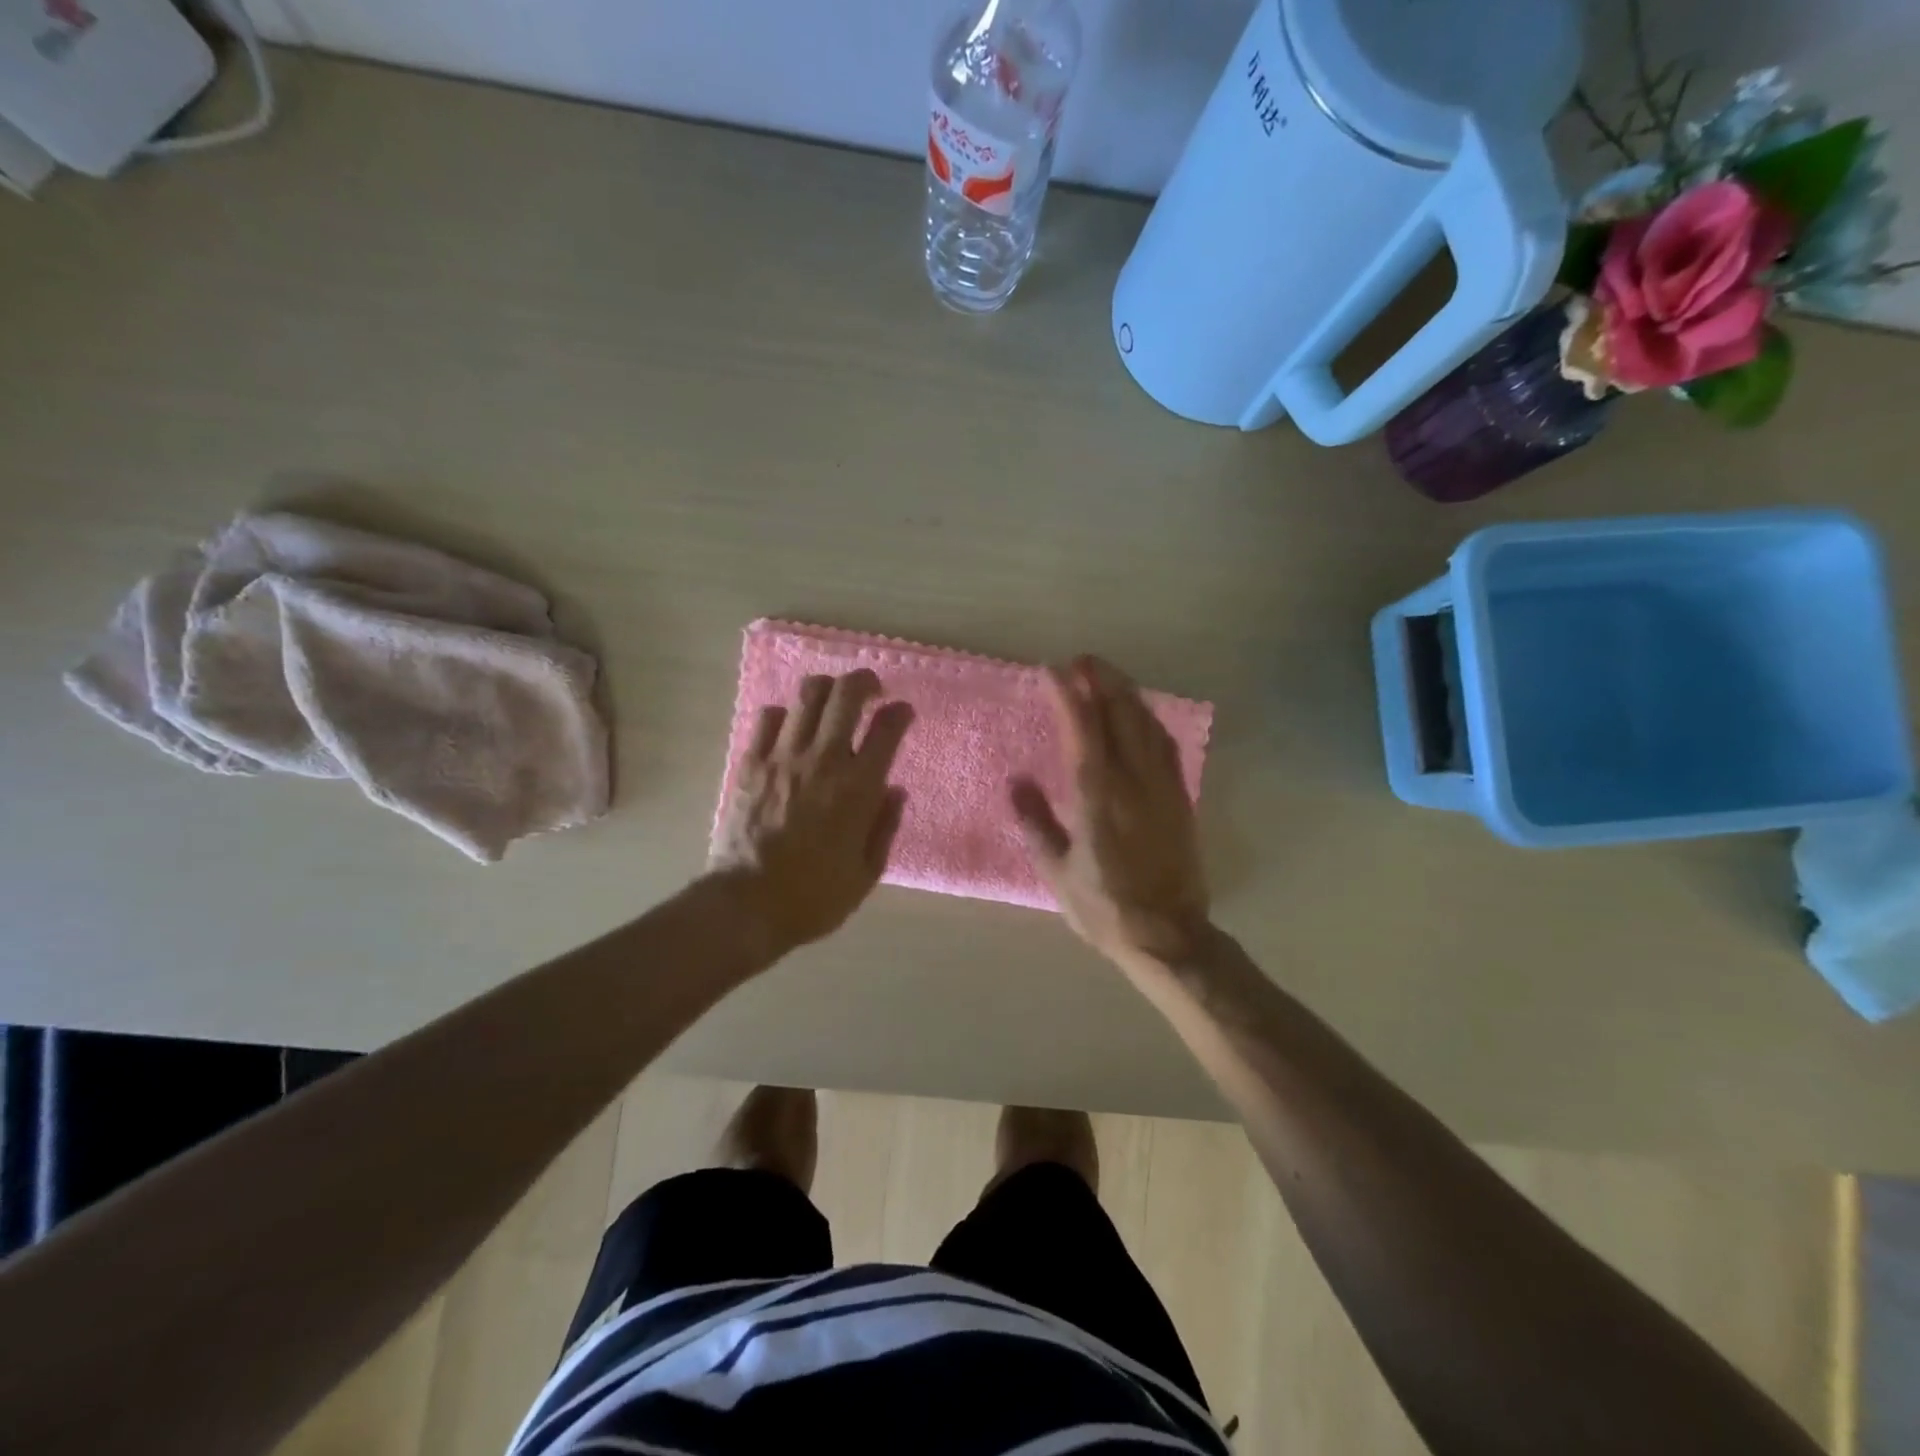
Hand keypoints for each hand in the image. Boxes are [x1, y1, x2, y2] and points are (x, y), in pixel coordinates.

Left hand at [712, 670, 913, 958]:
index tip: (903, 712)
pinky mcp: (750, 763)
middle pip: (846, 694)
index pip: (887, 728)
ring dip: (827, 689)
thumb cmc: (814, 897)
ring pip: (807, 695)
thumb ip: (885, 826)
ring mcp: (783, 757)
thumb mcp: (866, 873)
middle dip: (864, 682)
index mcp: (858, 788)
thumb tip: (895, 790)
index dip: (899, 712)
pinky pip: (768, 717)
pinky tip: (790, 728)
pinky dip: (785, 714)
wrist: (746, 905)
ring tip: (832, 700)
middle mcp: (823, 760)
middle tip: (871, 690)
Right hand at [1009, 656, 1210, 967]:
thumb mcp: (1056, 872)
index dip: (1068, 694)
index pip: (1082, 729)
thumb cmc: (1104, 908)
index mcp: (1098, 796)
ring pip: (1148, 724)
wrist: (1169, 935)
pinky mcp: (1181, 799)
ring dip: (1128, 694)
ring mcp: (1163, 787)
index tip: (1052, 669)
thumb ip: (1035, 823)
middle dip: (1102, 679)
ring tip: (1108, 677)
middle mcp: (1134, 781)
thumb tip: (1018, 782)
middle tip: (1082, 661)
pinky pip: (1166, 746)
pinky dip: (1151, 721)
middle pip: (1121, 713)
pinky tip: (1142, 716)